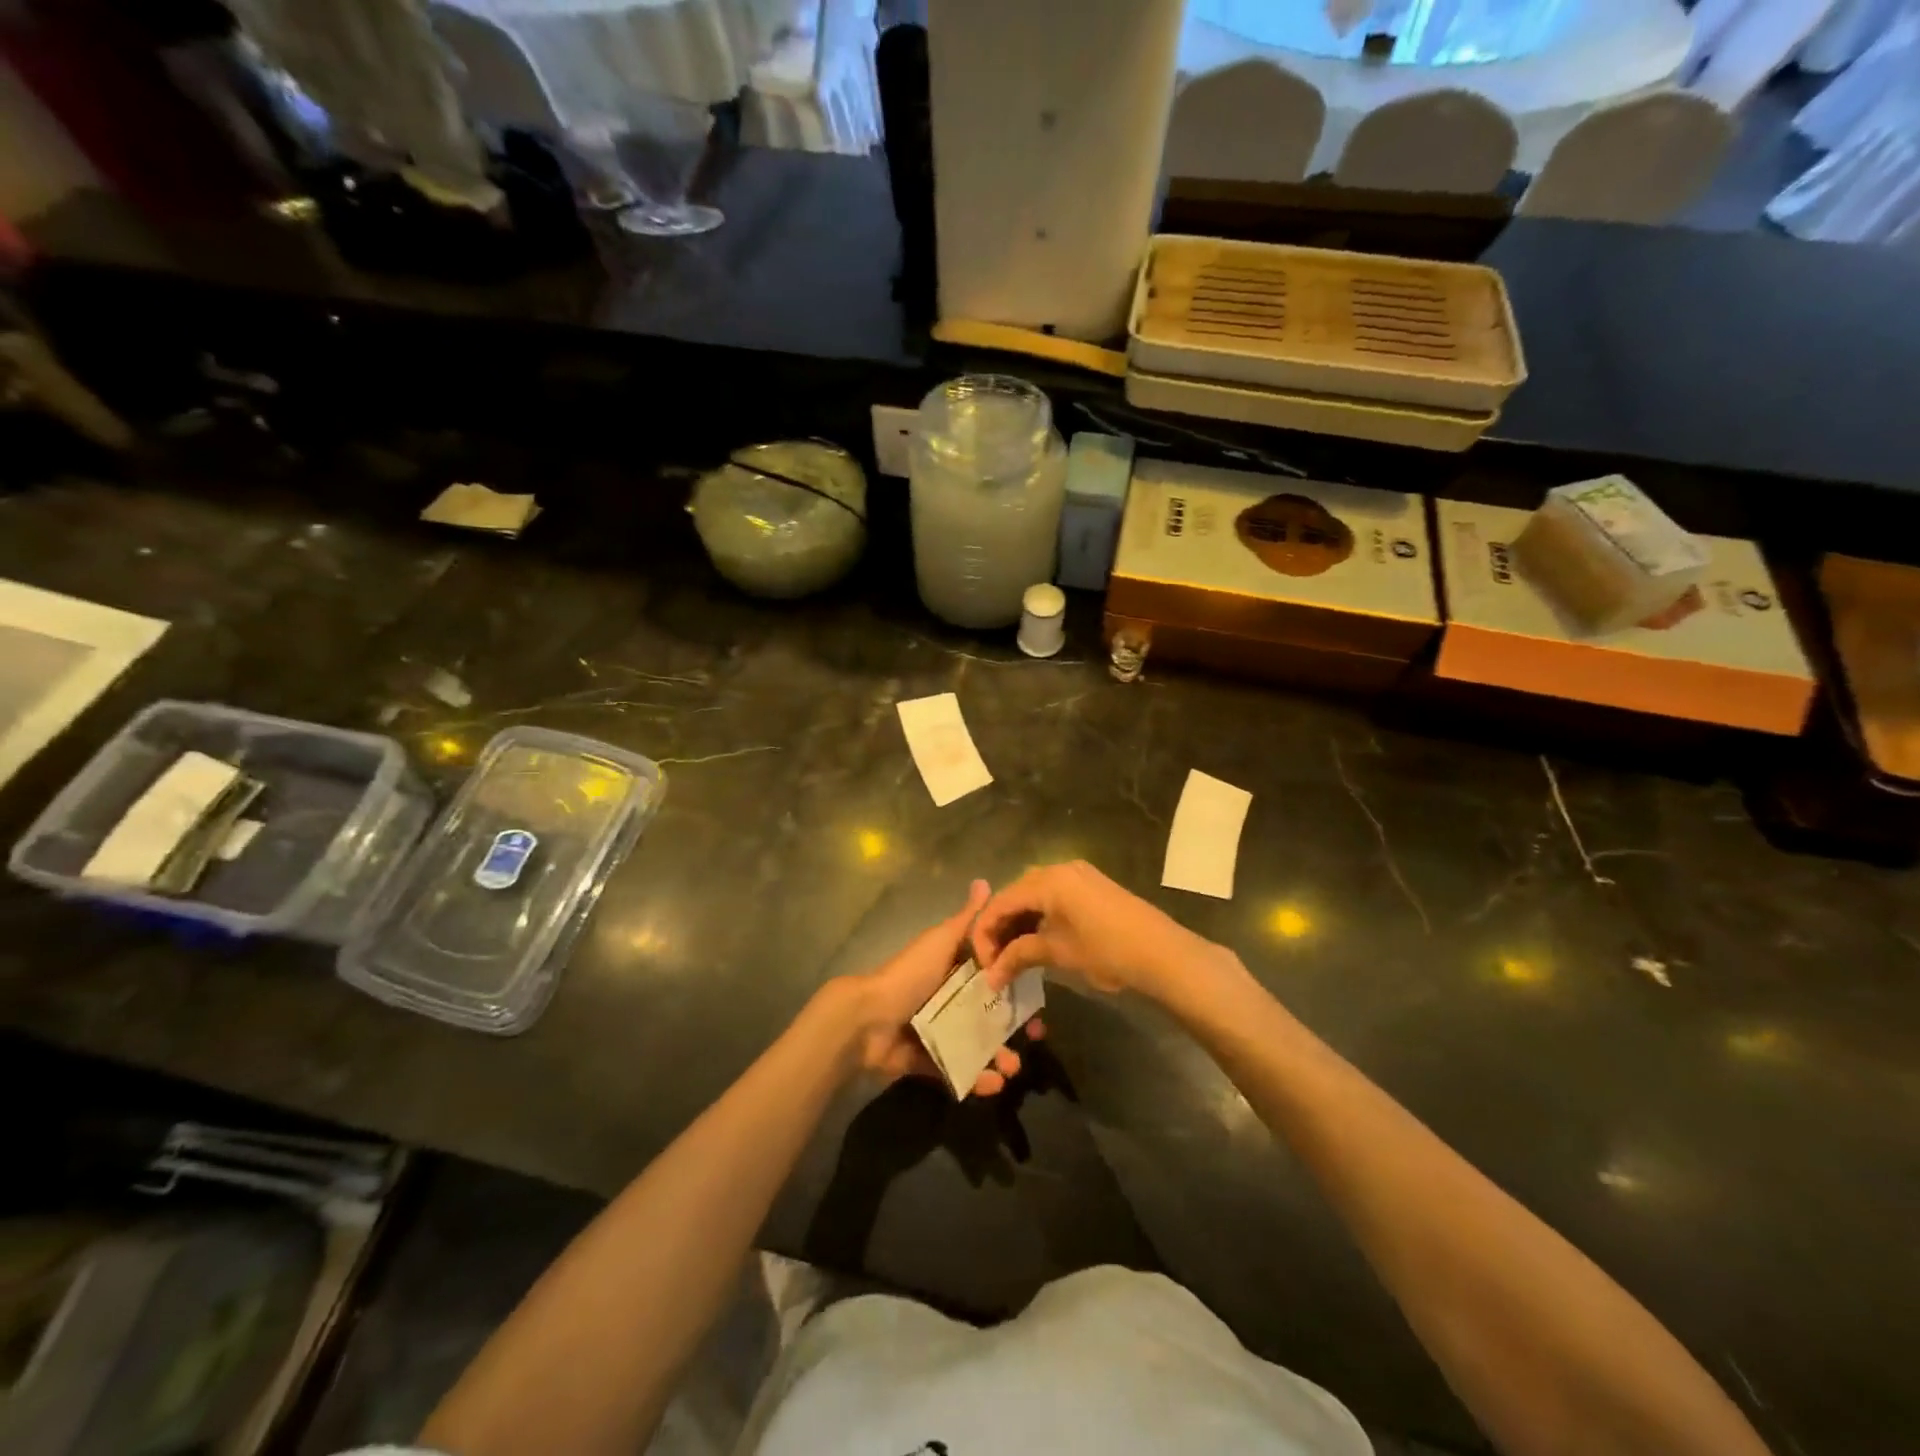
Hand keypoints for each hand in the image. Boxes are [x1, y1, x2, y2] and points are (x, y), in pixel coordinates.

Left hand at [834, 880, 1043, 1097]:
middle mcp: (946, 998)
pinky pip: (957, 1070)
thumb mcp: (940, 942)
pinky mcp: (927, 1060)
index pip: (990, 973)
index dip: (1015, 983)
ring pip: (977, 1044)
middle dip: (1014, 1026)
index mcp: (951, 969)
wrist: (867, 1021)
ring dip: (999, 1057)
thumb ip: (966, 919)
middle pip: (988, 1012)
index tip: (1040, 996)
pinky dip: (976, 1078)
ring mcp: (936, 1031)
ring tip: (1012, 1068)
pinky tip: (993, 1083)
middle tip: (1037, 1036)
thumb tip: (985, 881)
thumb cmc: (909, 976)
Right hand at [970, 860, 1232, 1002]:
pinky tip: (1037, 941)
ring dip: (1020, 923)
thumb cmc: (1107, 951)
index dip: (985, 933)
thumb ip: (1020, 956)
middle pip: (1015, 894)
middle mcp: (1060, 869)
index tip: (982, 965)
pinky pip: (1053, 896)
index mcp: (1048, 880)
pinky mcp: (1092, 887)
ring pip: (1034, 895)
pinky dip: (1040, 917)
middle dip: (1000, 927)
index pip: (1001, 902)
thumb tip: (991, 977)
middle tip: (994, 961)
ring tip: (1012, 955)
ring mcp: (1079, 876)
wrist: (1164, 954)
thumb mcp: (1059, 953)